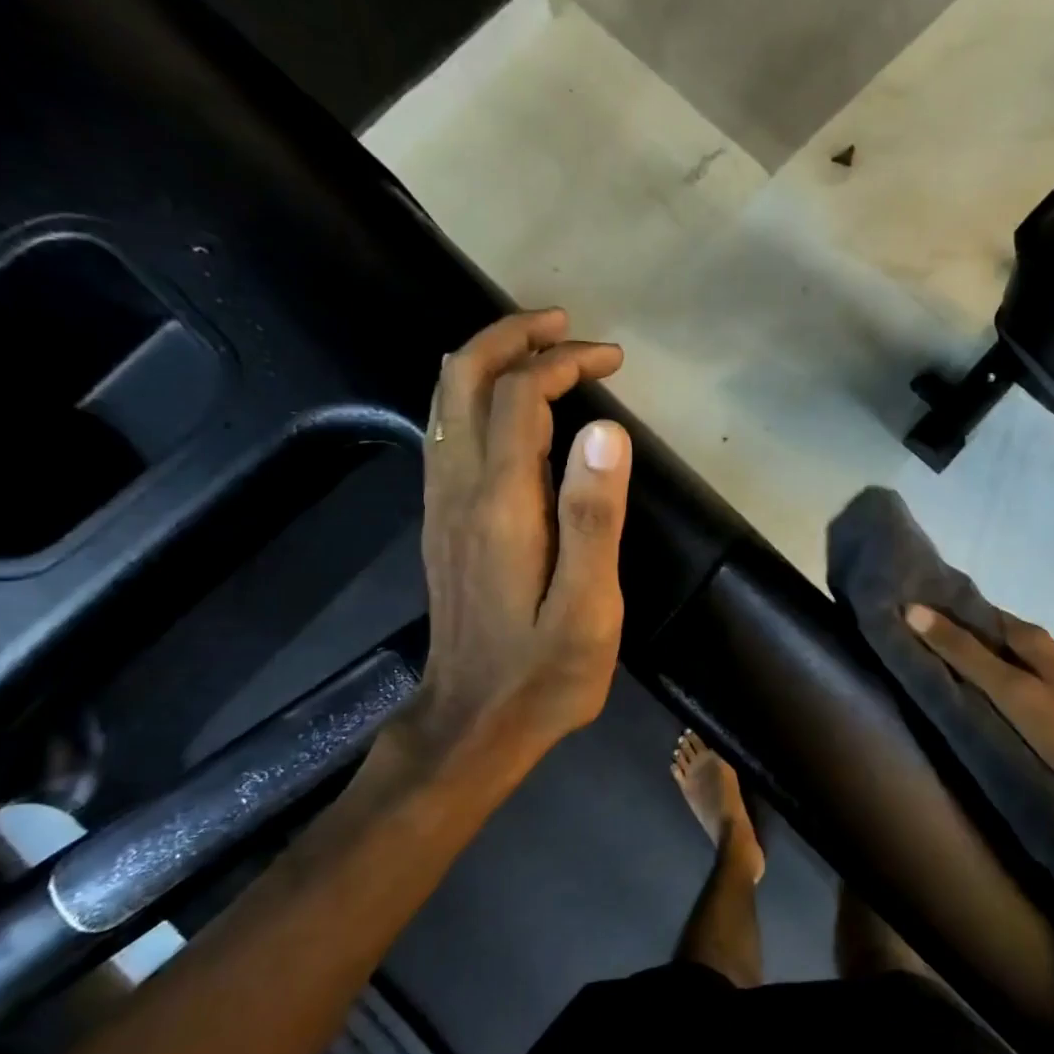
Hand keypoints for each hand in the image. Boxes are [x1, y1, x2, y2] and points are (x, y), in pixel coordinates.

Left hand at [409, 309, 631, 771]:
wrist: (473, 724)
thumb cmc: (544, 673)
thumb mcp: (589, 606)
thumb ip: (594, 516)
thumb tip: (605, 430)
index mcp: (501, 503)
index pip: (521, 396)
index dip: (563, 362)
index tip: (611, 359)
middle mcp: (459, 489)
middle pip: (463, 378)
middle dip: (512, 337)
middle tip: (566, 329)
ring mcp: (442, 504)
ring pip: (447, 401)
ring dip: (493, 361)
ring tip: (548, 355)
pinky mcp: (443, 521)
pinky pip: (450, 432)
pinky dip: (480, 397)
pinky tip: (518, 414)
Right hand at [905, 604, 1053, 873]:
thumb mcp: (1010, 690)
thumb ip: (964, 652)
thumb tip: (913, 609)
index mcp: (1033, 637)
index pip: (976, 610)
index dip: (940, 609)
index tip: (899, 613)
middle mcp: (1039, 650)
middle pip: (984, 634)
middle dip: (946, 635)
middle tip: (899, 640)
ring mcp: (1044, 680)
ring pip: (992, 660)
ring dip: (960, 660)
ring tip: (917, 666)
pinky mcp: (1044, 708)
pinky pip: (1001, 684)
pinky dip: (977, 683)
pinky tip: (957, 695)